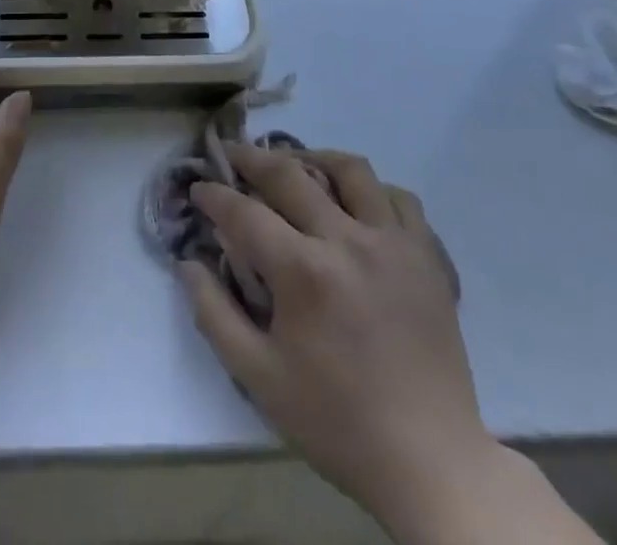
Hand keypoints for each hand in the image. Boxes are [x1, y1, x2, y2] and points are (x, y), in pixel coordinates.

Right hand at [183, 148, 490, 520]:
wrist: (429, 462)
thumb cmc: (337, 421)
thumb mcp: (259, 378)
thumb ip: (214, 314)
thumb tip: (187, 263)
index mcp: (304, 271)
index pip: (244, 212)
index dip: (214, 195)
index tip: (198, 188)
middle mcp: (348, 240)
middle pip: (290, 173)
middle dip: (251, 158)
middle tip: (232, 154)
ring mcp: (394, 242)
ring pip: (351, 170)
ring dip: (314, 159)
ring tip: (297, 166)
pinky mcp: (428, 256)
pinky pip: (399, 199)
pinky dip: (373, 191)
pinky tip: (357, 205)